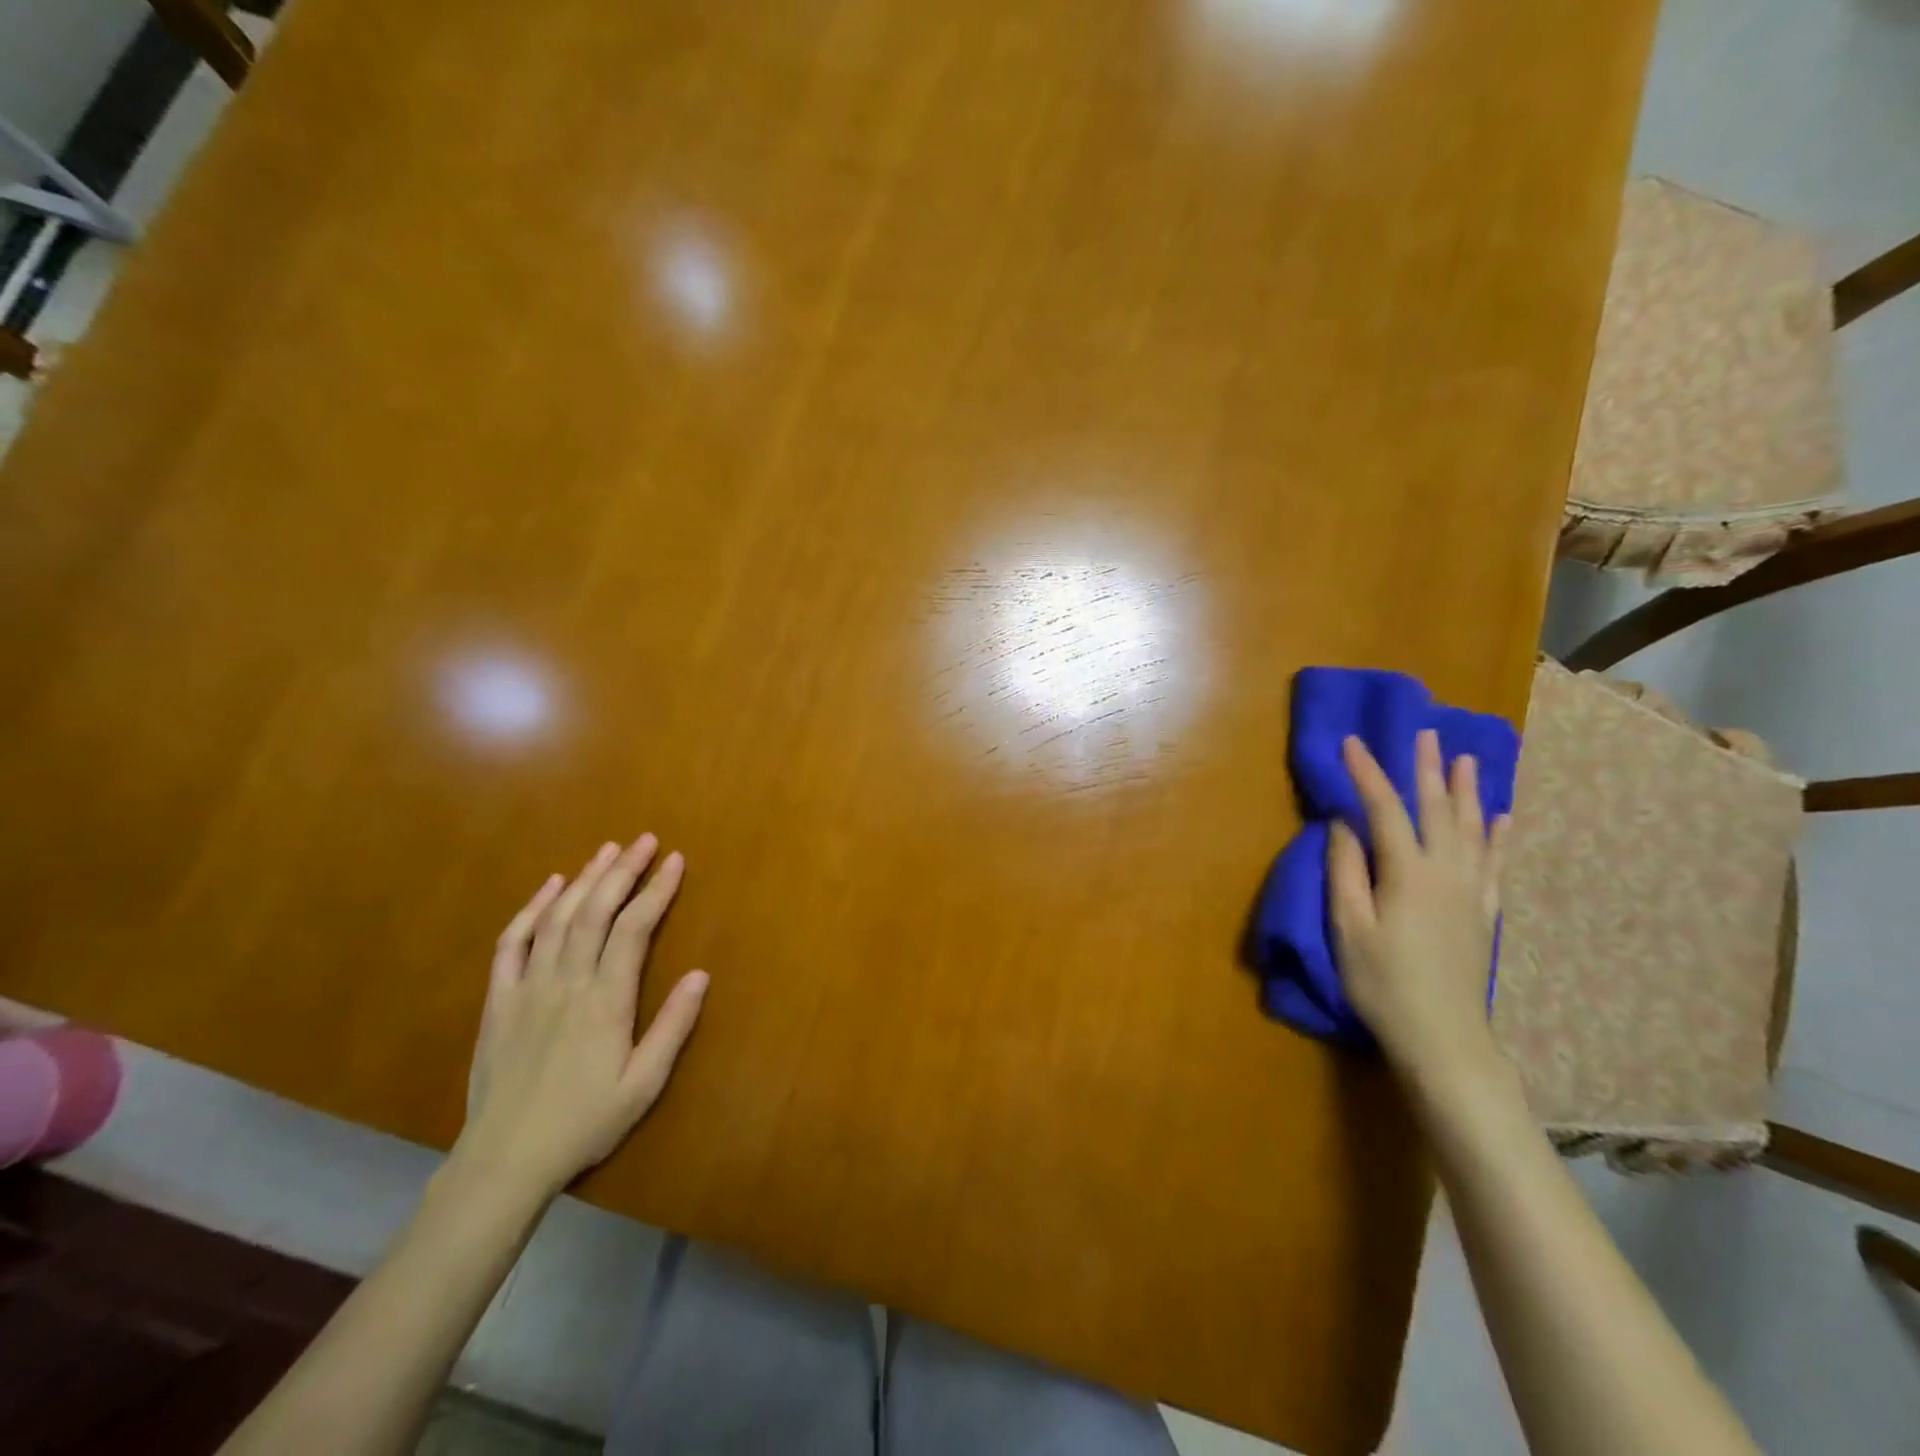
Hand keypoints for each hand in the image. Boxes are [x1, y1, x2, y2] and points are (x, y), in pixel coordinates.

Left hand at [459, 836, 708, 1199]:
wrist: (504, 1160)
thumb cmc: (584, 1123)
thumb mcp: (643, 1085)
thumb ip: (673, 1027)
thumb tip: (701, 975)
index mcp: (605, 1001)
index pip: (634, 929)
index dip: (656, 890)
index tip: (675, 861)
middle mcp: (566, 983)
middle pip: (596, 911)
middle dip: (623, 871)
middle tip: (645, 840)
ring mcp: (528, 988)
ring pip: (558, 918)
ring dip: (585, 879)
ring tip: (608, 850)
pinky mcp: (499, 1000)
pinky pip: (512, 943)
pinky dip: (532, 909)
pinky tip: (551, 887)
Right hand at [1328, 730, 1508, 1087]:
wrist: (1443, 1036)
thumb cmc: (1382, 982)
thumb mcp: (1348, 926)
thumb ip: (1345, 870)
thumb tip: (1343, 824)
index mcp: (1408, 872)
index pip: (1384, 809)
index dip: (1366, 773)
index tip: (1351, 742)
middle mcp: (1446, 871)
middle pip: (1437, 809)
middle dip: (1427, 769)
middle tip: (1425, 734)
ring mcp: (1471, 891)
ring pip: (1471, 829)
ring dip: (1466, 791)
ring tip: (1466, 759)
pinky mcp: (1483, 912)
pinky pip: (1495, 863)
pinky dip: (1498, 836)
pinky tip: (1502, 818)